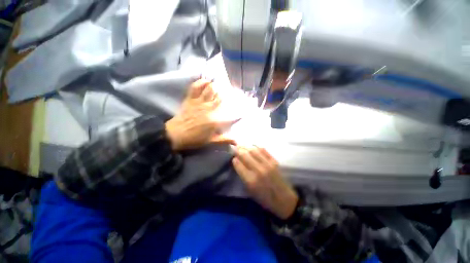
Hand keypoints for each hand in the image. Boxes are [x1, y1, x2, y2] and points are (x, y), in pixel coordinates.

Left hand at [165, 79, 236, 150]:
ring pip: (210, 90)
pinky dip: (201, 82)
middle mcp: (209, 109)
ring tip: (219, 88)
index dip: (237, 115)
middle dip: (226, 97)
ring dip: (216, 88)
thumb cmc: (194, 139)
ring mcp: (199, 103)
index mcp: (215, 121)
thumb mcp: (211, 141)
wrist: (175, 135)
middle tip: (229, 97)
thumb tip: (236, 142)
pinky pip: (196, 87)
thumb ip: (224, 139)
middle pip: (221, 98)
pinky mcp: (191, 99)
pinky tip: (206, 81)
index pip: (230, 116)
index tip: (242, 114)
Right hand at [232, 146, 298, 219]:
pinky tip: (252, 145)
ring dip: (246, 147)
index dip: (234, 159)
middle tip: (235, 147)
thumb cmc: (264, 198)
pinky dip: (256, 147)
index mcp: (251, 180)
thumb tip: (238, 162)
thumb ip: (243, 175)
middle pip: (245, 155)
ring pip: (253, 150)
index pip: (238, 164)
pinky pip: (263, 150)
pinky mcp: (274, 161)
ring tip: (242, 145)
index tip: (233, 157)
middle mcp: (258, 170)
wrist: (284, 199)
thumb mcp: (250, 190)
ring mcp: (267, 164)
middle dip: (238, 150)